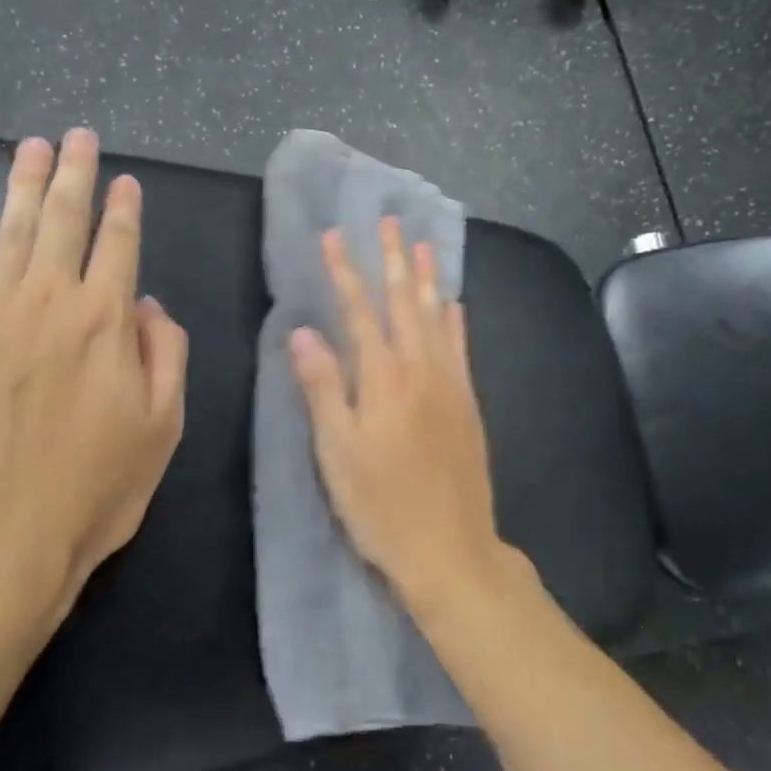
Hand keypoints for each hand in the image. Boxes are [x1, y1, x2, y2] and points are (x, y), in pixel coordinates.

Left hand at [0, 128, 188, 628]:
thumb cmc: (94, 488)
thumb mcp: (163, 427)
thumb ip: (166, 355)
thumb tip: (151, 305)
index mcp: (107, 321)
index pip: (119, 246)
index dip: (125, 209)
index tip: (126, 180)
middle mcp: (50, 302)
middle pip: (64, 222)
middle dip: (74, 174)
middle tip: (77, 135)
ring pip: (11, 232)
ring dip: (23, 185)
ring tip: (31, 146)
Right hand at [287, 217, 510, 614]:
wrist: (451, 549)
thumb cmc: (382, 506)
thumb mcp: (337, 452)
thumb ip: (322, 387)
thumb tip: (301, 331)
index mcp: (384, 379)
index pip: (359, 311)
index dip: (345, 271)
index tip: (334, 236)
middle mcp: (421, 370)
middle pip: (405, 303)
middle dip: (393, 260)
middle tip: (388, 221)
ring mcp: (451, 385)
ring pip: (437, 318)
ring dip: (427, 278)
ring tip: (421, 244)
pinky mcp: (468, 404)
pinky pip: (462, 348)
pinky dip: (455, 320)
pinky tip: (454, 303)